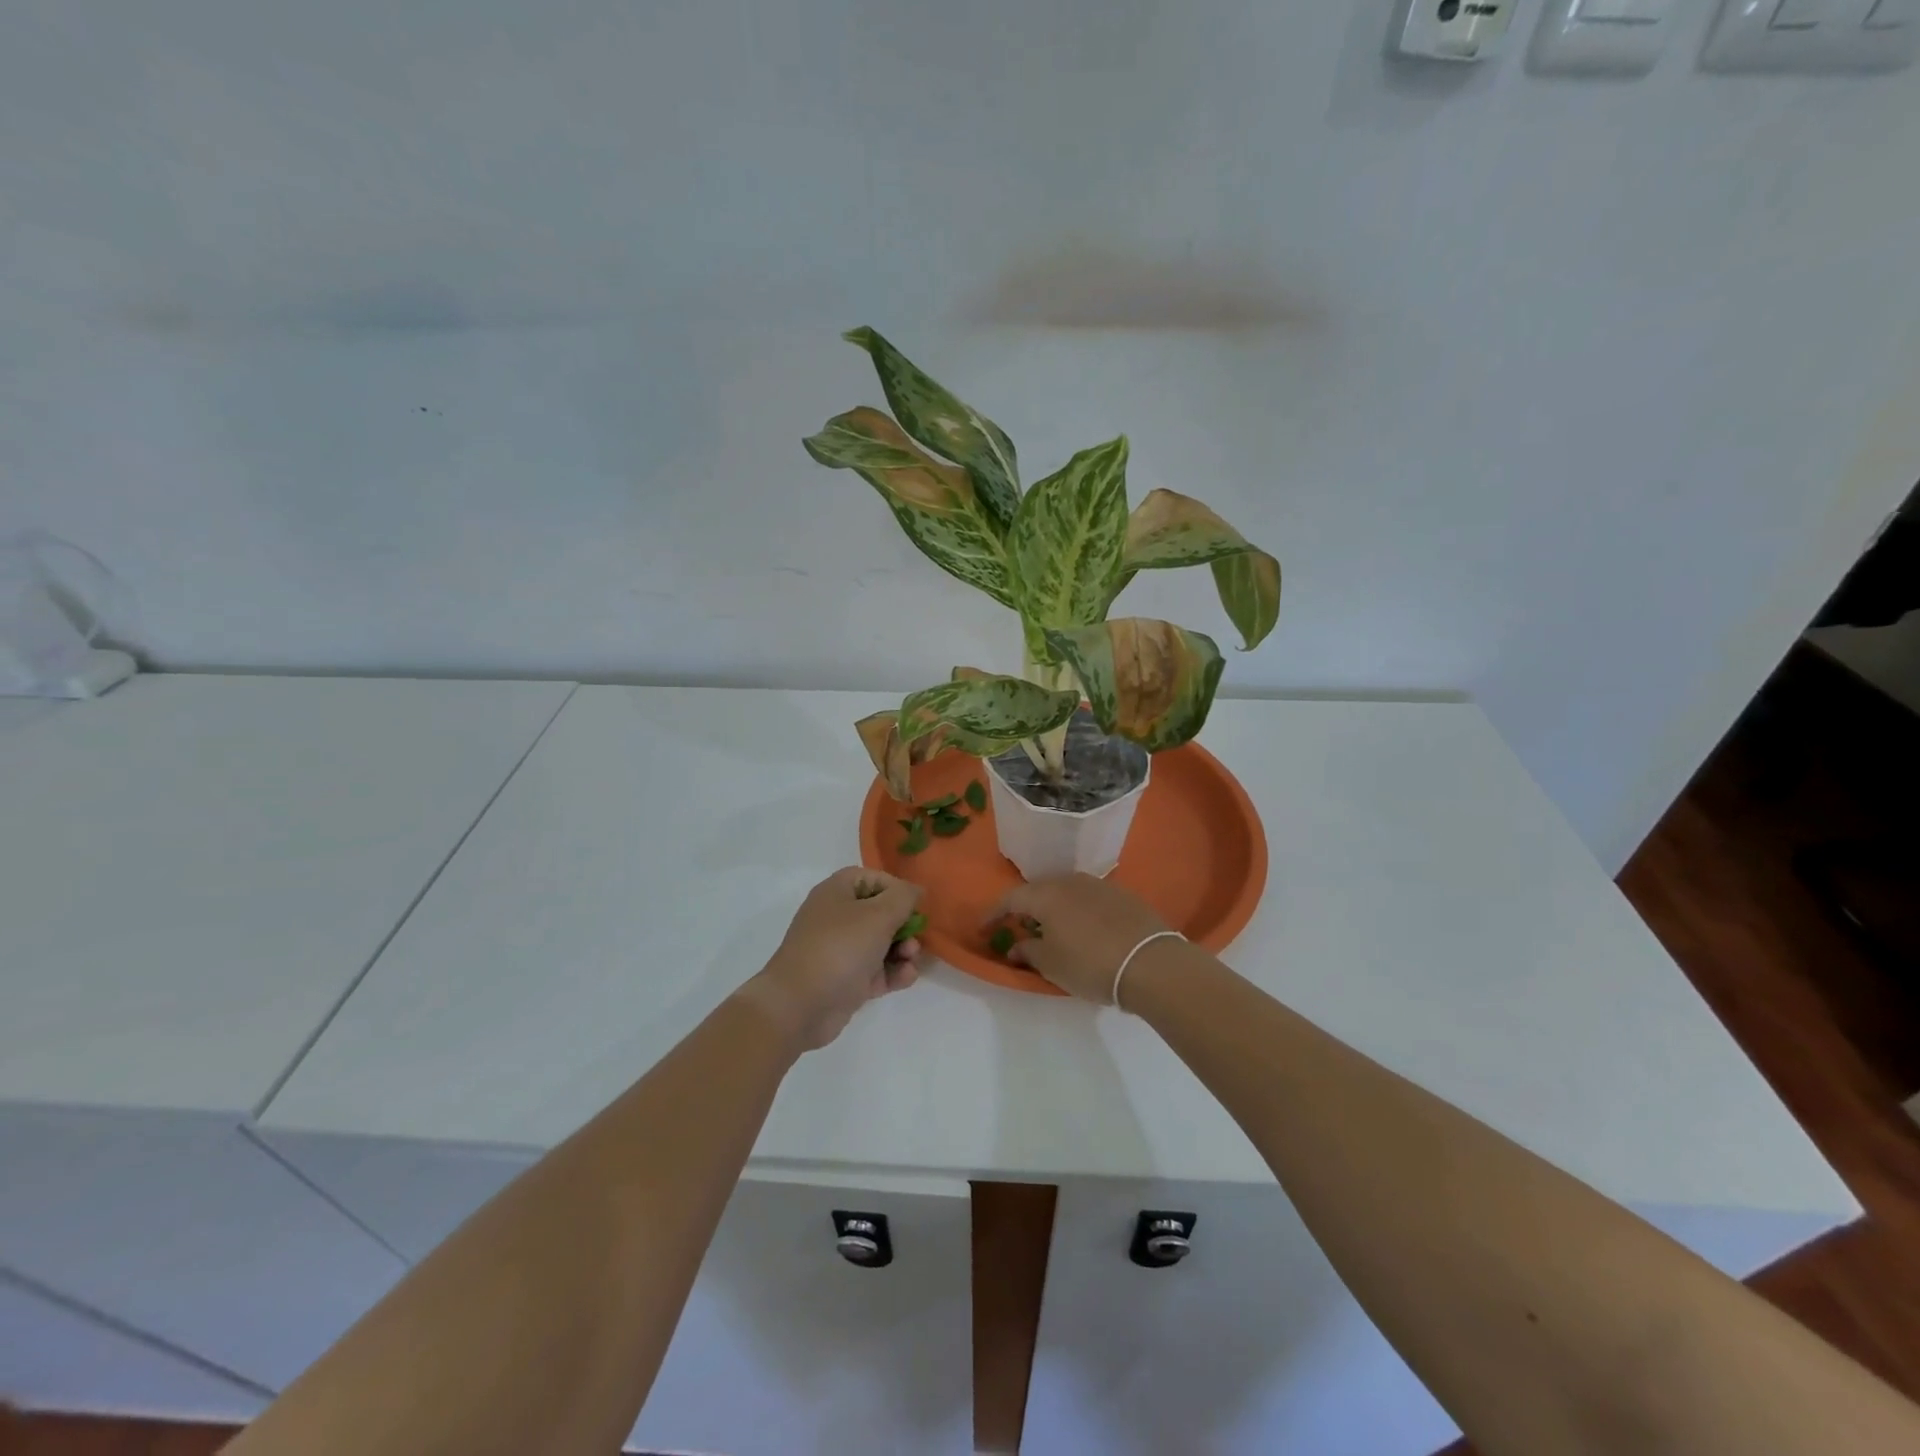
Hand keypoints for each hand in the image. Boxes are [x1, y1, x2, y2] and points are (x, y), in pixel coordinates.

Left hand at [742, 868, 923, 1051]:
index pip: (872, 879)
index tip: (915, 905)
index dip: (896, 888)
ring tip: (910, 960)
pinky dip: (893, 972)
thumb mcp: (878, 915)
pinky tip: (906, 977)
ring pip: (882, 943)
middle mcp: (837, 917)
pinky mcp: (847, 980)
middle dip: (904, 925)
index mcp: (837, 892)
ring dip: (903, 950)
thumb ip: (903, 897)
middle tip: (914, 937)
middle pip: (880, 912)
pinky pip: (877, 970)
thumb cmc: (840, 948)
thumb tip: (915, 890)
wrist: (800, 1006)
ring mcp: (841, 951)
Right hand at [987, 874, 1172, 1004]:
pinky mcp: (1122, 895)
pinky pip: (1088, 899)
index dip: (994, 914)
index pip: (1011, 899)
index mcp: (1046, 895)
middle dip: (1026, 908)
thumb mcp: (1051, 964)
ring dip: (1054, 908)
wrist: (1150, 963)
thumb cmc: (1090, 964)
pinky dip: (1078, 911)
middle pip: (1039, 890)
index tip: (984, 929)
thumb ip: (1027, 951)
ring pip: (1065, 892)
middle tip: (1019, 928)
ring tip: (1052, 929)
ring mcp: (1099, 885)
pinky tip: (1083, 929)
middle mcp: (1069, 881)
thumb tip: (1016, 946)